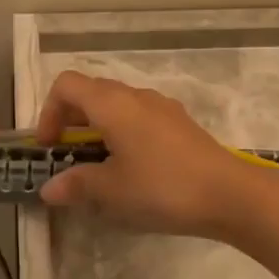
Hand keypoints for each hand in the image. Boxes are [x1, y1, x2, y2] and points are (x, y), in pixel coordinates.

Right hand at [35, 71, 269, 236]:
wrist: (230, 194)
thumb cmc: (162, 187)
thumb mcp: (112, 190)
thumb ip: (77, 184)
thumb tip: (49, 188)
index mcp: (112, 103)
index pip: (66, 84)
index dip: (48, 111)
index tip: (50, 147)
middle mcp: (136, 96)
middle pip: (91, 92)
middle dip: (71, 120)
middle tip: (68, 157)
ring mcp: (162, 107)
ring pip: (117, 105)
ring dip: (98, 128)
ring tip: (99, 165)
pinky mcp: (180, 124)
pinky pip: (140, 118)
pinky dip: (124, 133)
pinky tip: (133, 168)